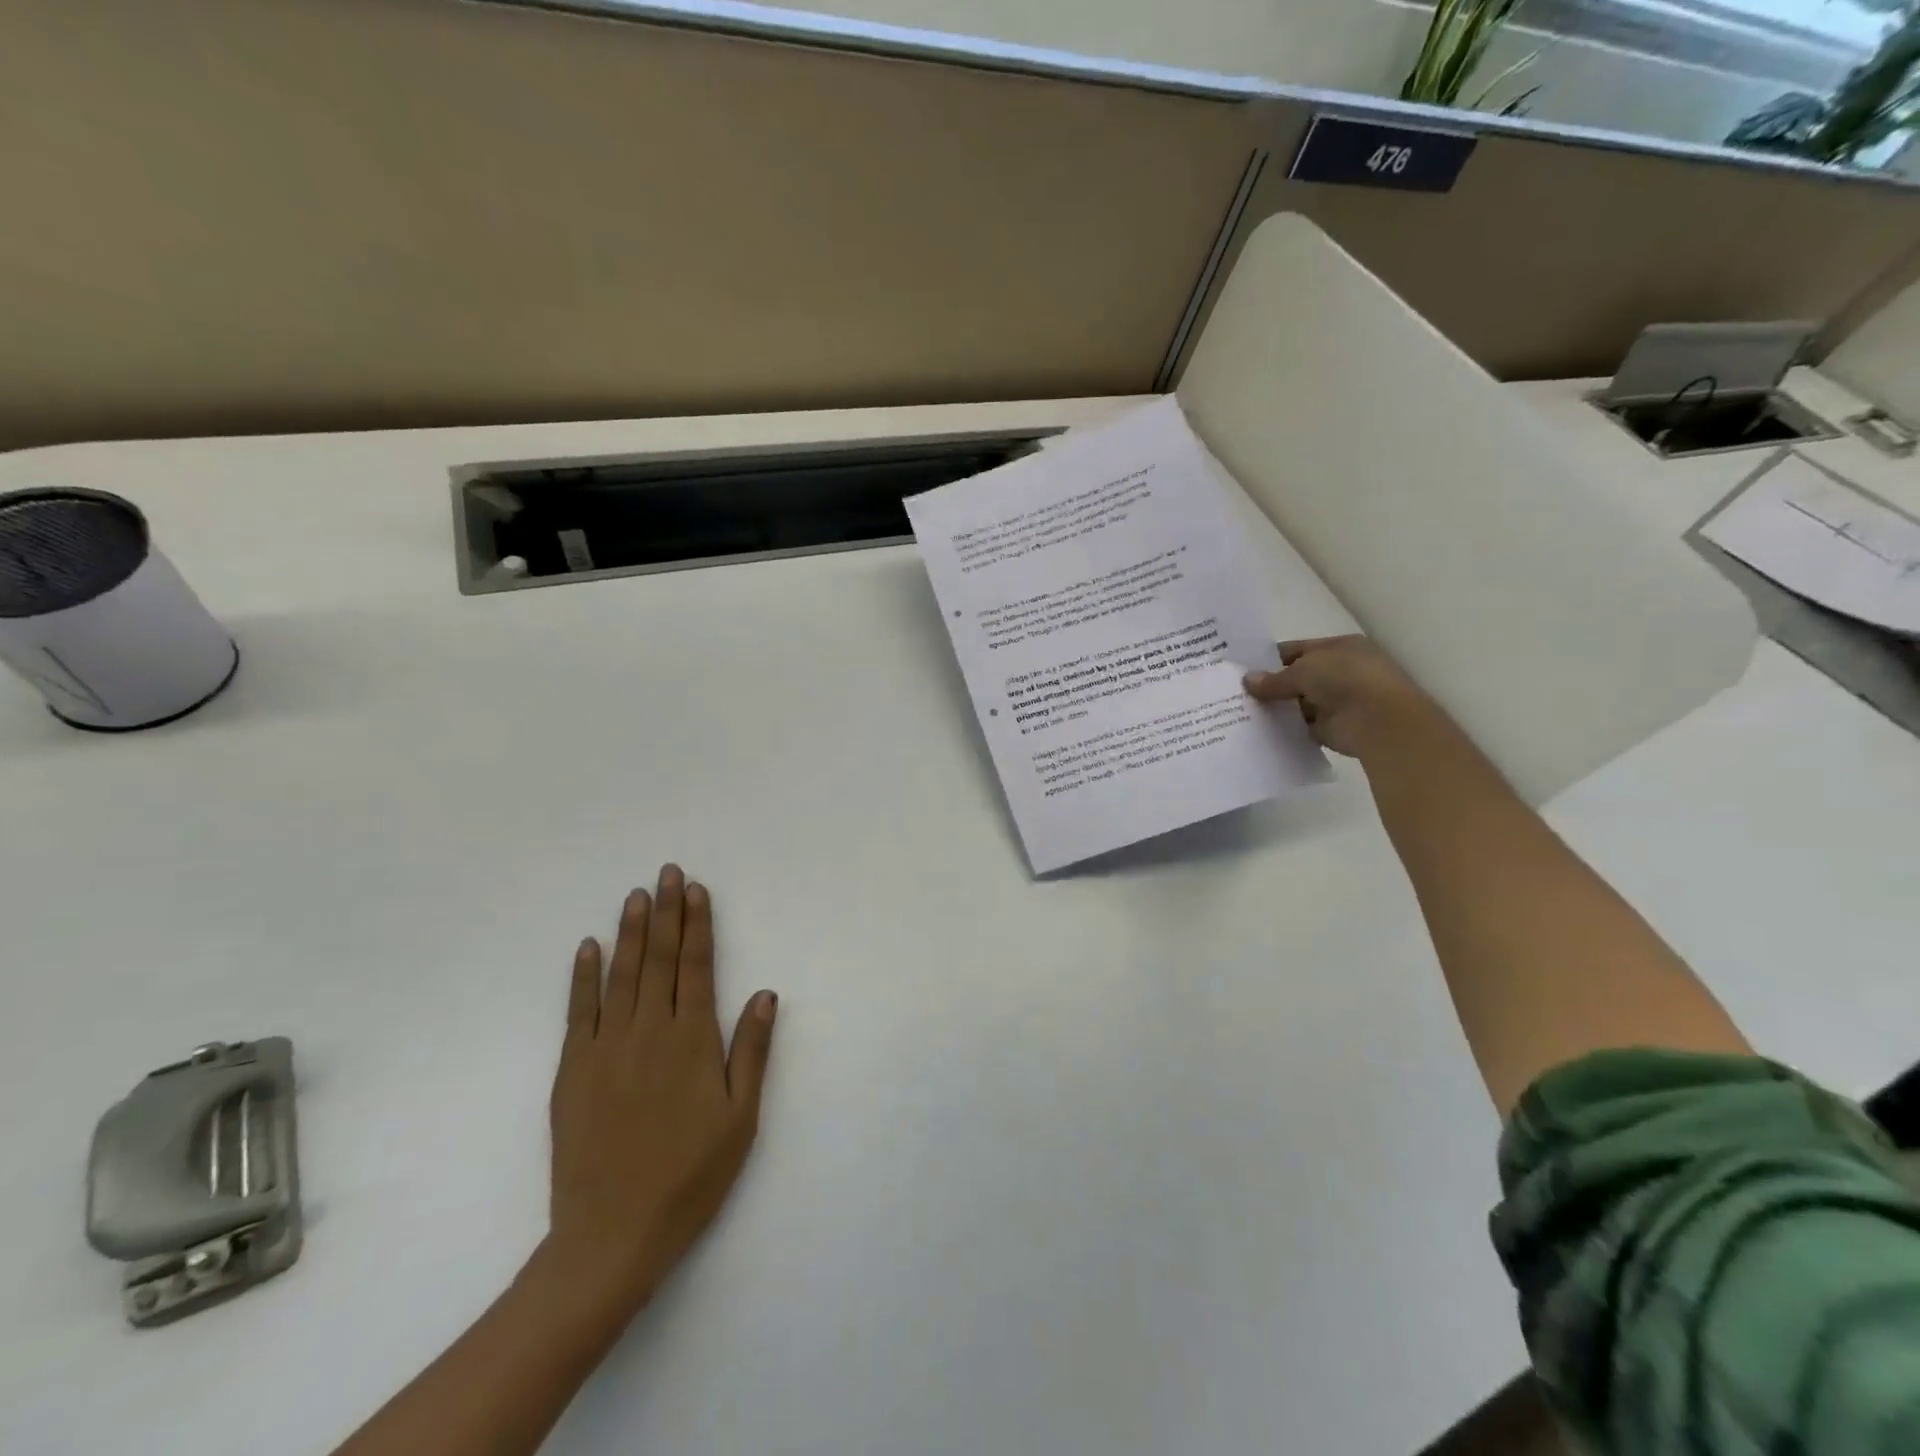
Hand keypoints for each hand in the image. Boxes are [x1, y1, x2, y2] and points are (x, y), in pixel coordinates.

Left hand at [545, 865, 777, 1315]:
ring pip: (620, 976)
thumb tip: (764, 993)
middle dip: (665, 912)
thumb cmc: (690, 1176)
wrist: (611, 1236)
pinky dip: (583, 976)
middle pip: (658, 959)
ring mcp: (605, 1049)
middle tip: (667, 872)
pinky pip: (578, 1012)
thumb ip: (751, 1051)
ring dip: (629, 932)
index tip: (696, 890)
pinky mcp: (572, 1071)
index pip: (695, 967)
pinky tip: (588, 948)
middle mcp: (648, 1032)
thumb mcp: (740, 1118)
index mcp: (692, 1041)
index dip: (697, 925)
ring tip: (636, 895)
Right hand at [1243, 635, 1445, 763]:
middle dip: (1270, 685)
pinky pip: (1302, 727)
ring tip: (1241, 712)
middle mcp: (1339, 672)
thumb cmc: (1345, 680)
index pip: (1297, 650)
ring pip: (1298, 703)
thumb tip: (1248, 681)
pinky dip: (1286, 728)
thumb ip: (1274, 679)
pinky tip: (1260, 731)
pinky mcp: (1333, 728)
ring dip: (1277, 708)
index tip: (1242, 670)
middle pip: (1297, 678)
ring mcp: (1337, 701)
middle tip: (1236, 693)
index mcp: (1338, 648)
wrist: (1380, 721)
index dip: (1270, 659)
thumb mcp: (1303, 670)